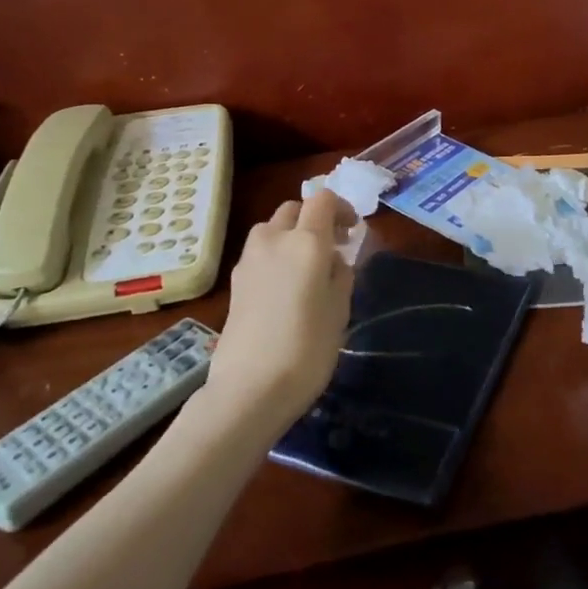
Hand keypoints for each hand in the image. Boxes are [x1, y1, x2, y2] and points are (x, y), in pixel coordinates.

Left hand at [208, 189, 356, 430]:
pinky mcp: (235, 282)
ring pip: (271, 228)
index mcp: (306, 242)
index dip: (340, 207)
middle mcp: (274, 240)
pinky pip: (259, 252)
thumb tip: (333, 260)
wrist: (250, 388)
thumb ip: (340, 274)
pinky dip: (275, 254)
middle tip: (332, 244)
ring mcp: (249, 260)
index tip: (352, 230)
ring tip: (306, 263)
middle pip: (293, 209)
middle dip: (314, 218)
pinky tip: (284, 285)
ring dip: (290, 233)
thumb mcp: (339, 310)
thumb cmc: (307, 348)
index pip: (322, 200)